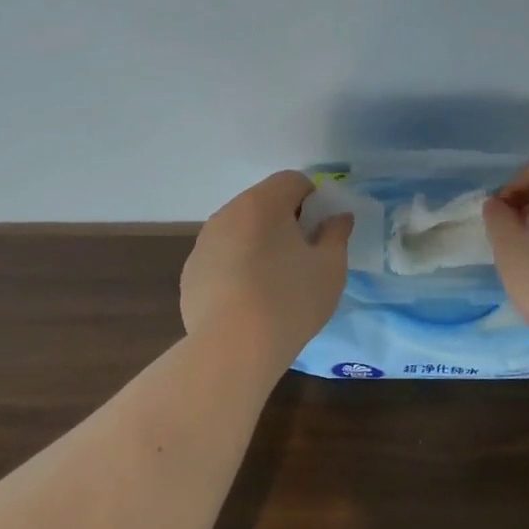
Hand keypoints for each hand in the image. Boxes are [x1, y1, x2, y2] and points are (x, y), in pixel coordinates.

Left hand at [181, 171, 353, 364]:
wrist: (233, 348)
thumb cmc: (291, 300)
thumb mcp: (330, 267)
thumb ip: (337, 234)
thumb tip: (338, 217)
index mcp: (263, 203)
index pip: (293, 180)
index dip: (313, 199)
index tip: (321, 230)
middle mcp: (228, 213)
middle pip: (262, 203)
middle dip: (284, 221)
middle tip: (302, 257)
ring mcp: (203, 243)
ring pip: (239, 230)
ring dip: (258, 243)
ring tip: (273, 283)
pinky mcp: (190, 273)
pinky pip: (221, 258)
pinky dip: (236, 268)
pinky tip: (247, 301)